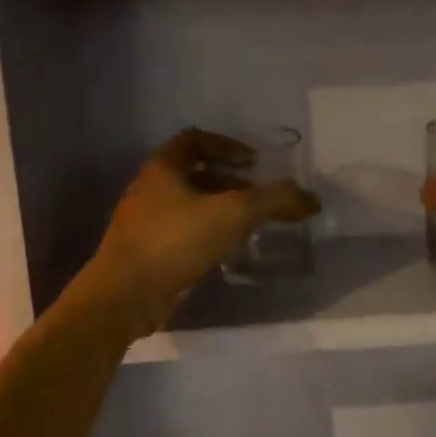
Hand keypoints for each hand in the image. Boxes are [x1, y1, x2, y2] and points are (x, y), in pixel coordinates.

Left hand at [89, 129, 319, 334]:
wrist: (124, 297)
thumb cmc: (176, 241)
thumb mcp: (233, 214)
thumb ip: (275, 201)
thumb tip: (312, 199)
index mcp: (163, 168)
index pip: (195, 139)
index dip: (227, 145)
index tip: (254, 162)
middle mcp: (149, 188)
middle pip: (193, 173)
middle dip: (229, 181)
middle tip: (257, 196)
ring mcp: (143, 222)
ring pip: (188, 205)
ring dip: (218, 209)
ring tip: (248, 225)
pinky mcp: (145, 253)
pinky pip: (181, 233)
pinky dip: (206, 234)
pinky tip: (225, 252)